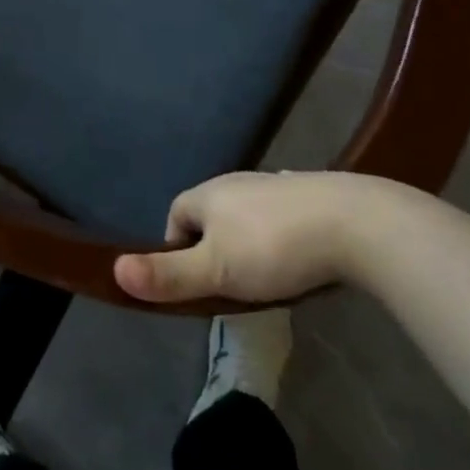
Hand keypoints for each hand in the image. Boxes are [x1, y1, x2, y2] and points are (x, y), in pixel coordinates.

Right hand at [113, 170, 389, 304]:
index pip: (175, 215)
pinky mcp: (312, 195)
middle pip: (212, 215)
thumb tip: (113, 271)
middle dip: (214, 247)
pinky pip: (283, 216)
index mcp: (208, 194)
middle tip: (230, 286)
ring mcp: (277, 186)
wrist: (356, 222)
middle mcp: (237, 182)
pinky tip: (301, 259)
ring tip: (267, 279)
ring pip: (248, 216)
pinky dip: (283, 237)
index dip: (176, 247)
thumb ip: (168, 275)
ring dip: (249, 242)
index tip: (194, 282)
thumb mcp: (216, 270)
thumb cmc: (275, 247)